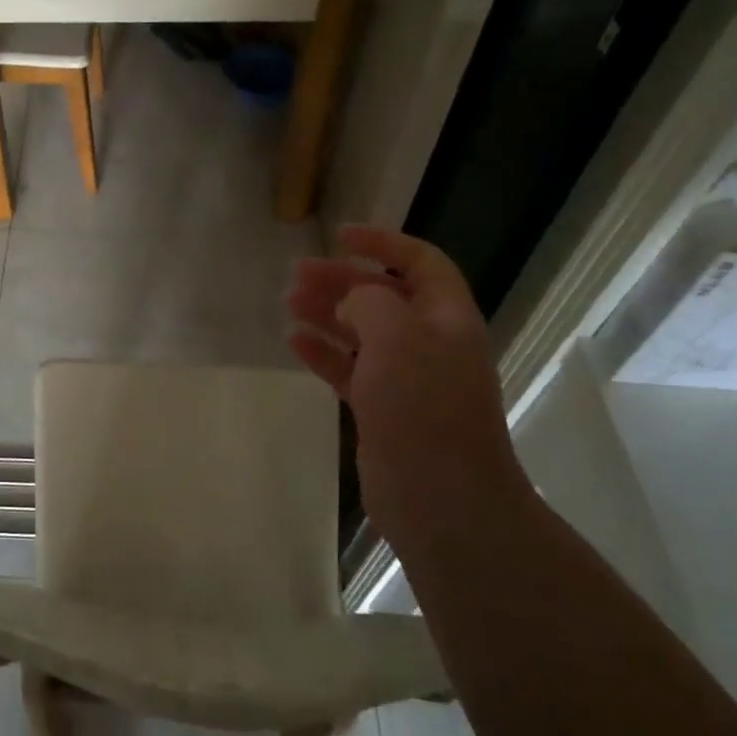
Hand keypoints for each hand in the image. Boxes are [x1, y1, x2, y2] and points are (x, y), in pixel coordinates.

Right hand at [287, 227, 520, 542]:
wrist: (443, 500)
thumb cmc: (423, 406)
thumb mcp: (397, 336)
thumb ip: (370, 302)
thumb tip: (352, 301)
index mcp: (447, 318)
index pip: (421, 263)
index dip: (383, 243)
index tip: (339, 236)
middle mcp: (430, 343)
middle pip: (384, 296)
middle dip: (342, 278)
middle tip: (297, 273)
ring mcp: (407, 379)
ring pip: (362, 332)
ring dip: (328, 312)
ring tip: (289, 302)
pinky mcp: (383, 410)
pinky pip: (349, 369)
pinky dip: (323, 352)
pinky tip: (295, 341)